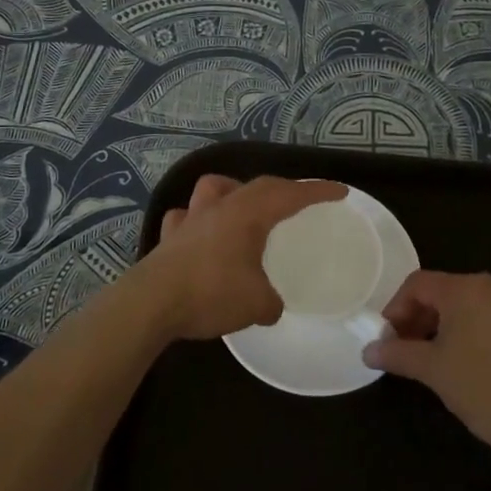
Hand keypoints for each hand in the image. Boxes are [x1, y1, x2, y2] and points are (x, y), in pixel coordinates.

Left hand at [136, 175, 348, 340]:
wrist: (151, 303)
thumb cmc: (210, 293)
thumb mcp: (256, 303)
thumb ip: (271, 301)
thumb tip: (272, 305)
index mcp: (247, 214)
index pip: (289, 194)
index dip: (316, 191)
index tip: (339, 191)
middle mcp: (220, 207)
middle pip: (257, 185)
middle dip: (282, 190)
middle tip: (299, 201)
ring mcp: (191, 219)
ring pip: (214, 188)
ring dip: (234, 192)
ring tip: (244, 208)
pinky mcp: (169, 237)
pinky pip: (185, 217)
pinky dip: (198, 220)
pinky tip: (202, 234)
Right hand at [363, 270, 490, 470]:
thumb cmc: (483, 391)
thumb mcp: (432, 371)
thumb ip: (397, 353)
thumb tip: (368, 350)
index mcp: (466, 289)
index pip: (419, 284)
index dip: (398, 306)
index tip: (391, 335)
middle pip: (449, 291)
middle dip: (425, 316)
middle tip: (413, 346)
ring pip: (477, 303)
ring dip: (455, 322)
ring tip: (446, 355)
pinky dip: (486, 329)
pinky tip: (484, 360)